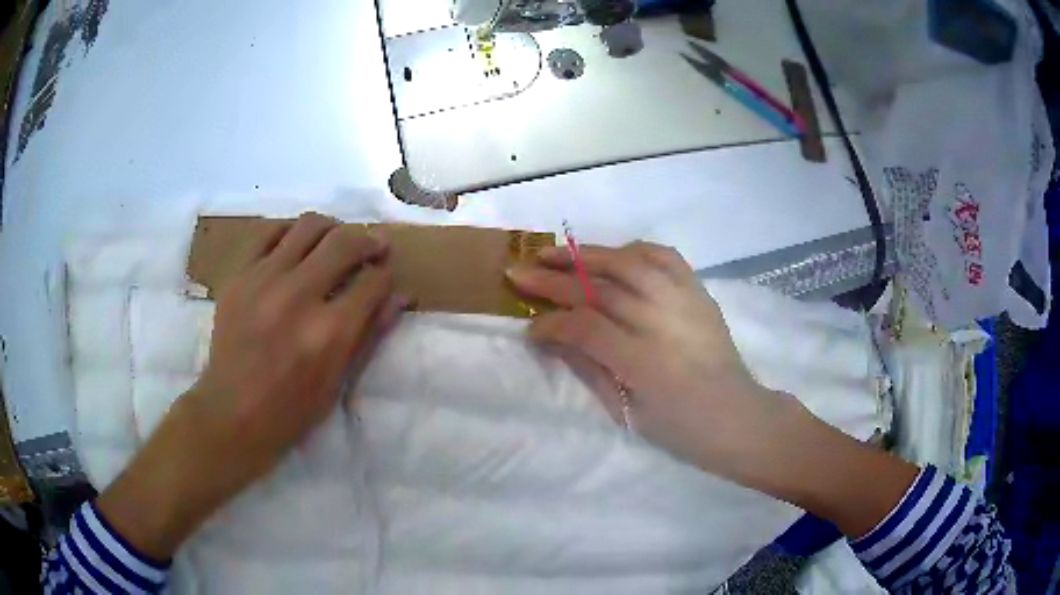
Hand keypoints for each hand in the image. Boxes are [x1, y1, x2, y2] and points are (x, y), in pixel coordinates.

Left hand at [97, 212, 406, 559]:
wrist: (218, 423)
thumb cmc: (279, 424)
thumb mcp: (329, 394)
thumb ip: (360, 342)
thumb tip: (389, 304)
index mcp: (323, 336)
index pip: (371, 283)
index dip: (386, 277)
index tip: (390, 279)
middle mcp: (294, 299)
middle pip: (342, 243)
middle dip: (365, 243)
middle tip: (371, 251)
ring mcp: (261, 283)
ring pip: (305, 227)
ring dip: (328, 229)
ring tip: (334, 243)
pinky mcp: (237, 279)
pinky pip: (269, 234)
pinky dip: (288, 231)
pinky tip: (294, 246)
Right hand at [509, 241, 788, 477]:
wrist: (736, 416)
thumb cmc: (679, 428)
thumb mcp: (627, 410)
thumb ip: (588, 368)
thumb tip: (552, 338)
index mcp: (643, 361)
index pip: (584, 326)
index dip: (550, 322)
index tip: (529, 326)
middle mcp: (662, 321)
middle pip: (599, 288)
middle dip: (553, 278)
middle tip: (518, 270)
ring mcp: (683, 301)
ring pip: (627, 261)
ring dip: (586, 254)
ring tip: (554, 253)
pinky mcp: (699, 292)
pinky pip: (664, 256)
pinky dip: (634, 250)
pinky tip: (613, 255)